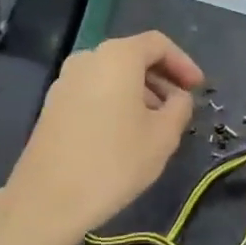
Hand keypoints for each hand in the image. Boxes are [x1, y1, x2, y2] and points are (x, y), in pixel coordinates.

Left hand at [8, 31, 203, 236]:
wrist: (48, 200)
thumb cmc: (114, 162)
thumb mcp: (163, 136)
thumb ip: (180, 107)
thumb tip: (178, 97)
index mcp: (117, 57)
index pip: (158, 44)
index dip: (183, 63)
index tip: (198, 88)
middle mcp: (88, 59)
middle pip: (133, 57)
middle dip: (161, 79)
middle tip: (180, 106)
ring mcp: (65, 81)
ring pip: (112, 76)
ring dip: (140, 92)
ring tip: (157, 124)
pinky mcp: (53, 105)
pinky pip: (94, 91)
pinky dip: (117, 102)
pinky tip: (127, 133)